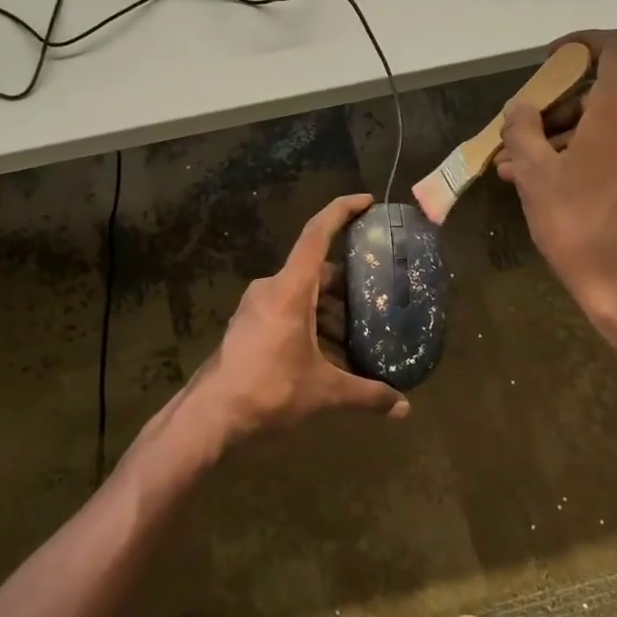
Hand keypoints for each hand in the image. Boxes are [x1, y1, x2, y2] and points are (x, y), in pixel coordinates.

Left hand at [198, 194, 411, 438]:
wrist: (212, 414)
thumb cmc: (269, 389)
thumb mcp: (324, 391)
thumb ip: (367, 394)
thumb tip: (405, 408)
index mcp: (290, 288)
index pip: (317, 234)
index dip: (341, 211)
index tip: (366, 201)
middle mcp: (271, 288)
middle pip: (316, 272)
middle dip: (347, 286)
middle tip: (376, 301)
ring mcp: (255, 306)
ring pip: (301, 295)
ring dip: (328, 312)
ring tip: (357, 339)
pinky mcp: (248, 325)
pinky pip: (287, 311)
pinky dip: (310, 324)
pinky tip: (327, 356)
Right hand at [497, 31, 616, 346]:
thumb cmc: (579, 224)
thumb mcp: (534, 174)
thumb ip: (522, 130)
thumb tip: (520, 110)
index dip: (584, 42)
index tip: (553, 60)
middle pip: (605, 88)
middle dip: (557, 105)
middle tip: (519, 131)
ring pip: (608, 121)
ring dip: (564, 134)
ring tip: (517, 165)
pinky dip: (586, 152)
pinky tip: (546, 180)